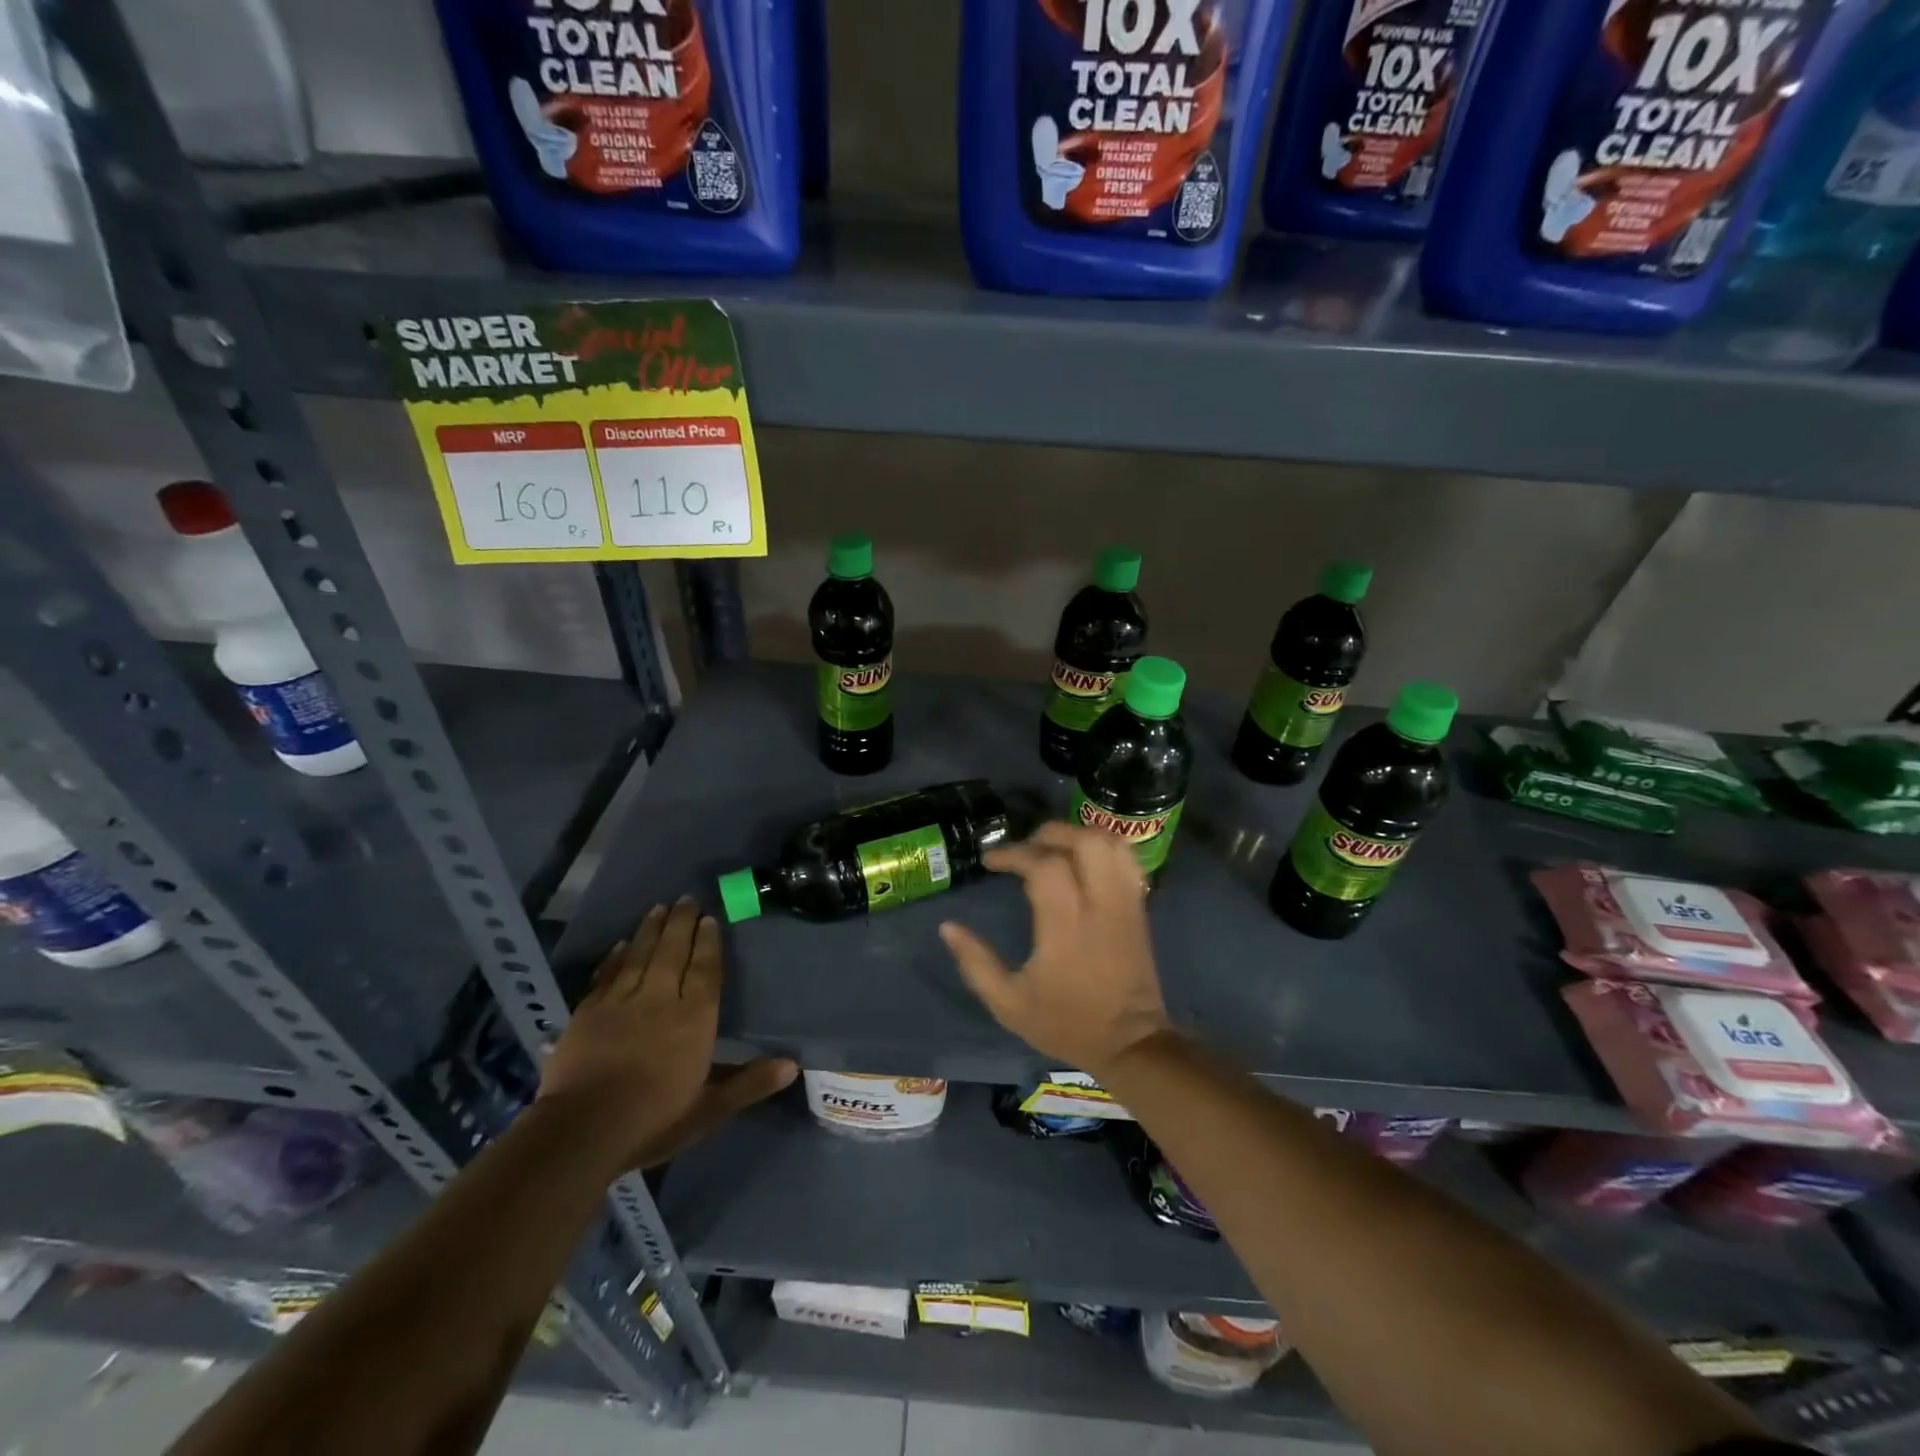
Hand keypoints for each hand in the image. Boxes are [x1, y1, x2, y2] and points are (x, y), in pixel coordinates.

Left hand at [538, 899, 795, 1170]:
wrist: (581, 1130)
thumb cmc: (653, 1119)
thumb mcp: (709, 1109)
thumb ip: (749, 1083)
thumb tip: (793, 1064)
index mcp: (694, 1018)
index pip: (705, 971)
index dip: (708, 943)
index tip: (710, 919)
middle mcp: (660, 999)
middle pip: (673, 952)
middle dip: (681, 924)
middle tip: (686, 899)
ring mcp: (620, 1002)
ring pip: (639, 955)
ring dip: (650, 930)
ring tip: (658, 908)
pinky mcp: (587, 1013)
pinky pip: (606, 975)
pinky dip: (614, 958)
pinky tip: (618, 945)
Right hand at [939, 822, 1172, 1075]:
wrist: (1130, 1044)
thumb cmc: (1066, 1023)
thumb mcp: (1008, 1004)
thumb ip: (975, 963)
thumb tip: (947, 927)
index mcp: (1066, 927)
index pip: (1044, 866)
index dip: (1013, 854)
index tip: (990, 862)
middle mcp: (1100, 905)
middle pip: (1083, 842)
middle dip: (1049, 833)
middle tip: (1024, 848)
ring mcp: (1125, 903)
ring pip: (1110, 844)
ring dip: (1078, 834)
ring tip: (1052, 847)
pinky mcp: (1139, 906)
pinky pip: (1127, 860)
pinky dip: (1103, 847)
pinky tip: (1082, 859)